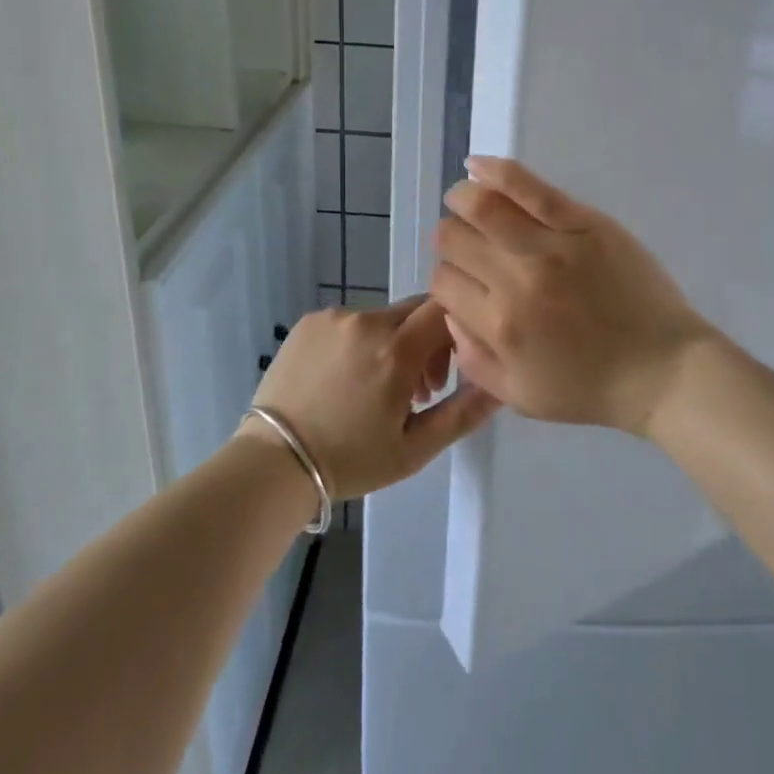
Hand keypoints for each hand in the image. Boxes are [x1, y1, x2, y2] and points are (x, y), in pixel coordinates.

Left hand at [244, 298, 499, 499]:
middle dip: (428, 341)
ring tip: (377, 390)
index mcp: (396, 350)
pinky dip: (361, 342)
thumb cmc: (350, 461)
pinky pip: (352, 321)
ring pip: (385, 317)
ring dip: (394, 344)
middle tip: (419, 389)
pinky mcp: (311, 321)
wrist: (271, 463)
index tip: (450, 370)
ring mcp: (335, 317)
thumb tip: (502, 385)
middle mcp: (367, 321)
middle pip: (417, 311)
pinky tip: (345, 381)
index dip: (458, 332)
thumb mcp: (415, 449)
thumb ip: (463, 413)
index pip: (446, 309)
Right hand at [431, 157, 716, 437]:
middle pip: (454, 240)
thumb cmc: (592, 388)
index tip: (464, 280)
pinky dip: (495, 171)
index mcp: (499, 326)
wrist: (663, 369)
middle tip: (468, 244)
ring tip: (464, 199)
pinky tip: (477, 165)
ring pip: (482, 205)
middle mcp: (516, 281)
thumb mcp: (520, 396)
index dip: (446, 278)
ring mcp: (552, 246)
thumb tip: (448, 312)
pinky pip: (530, 187)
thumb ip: (474, 359)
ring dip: (462, 198)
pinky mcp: (584, 223)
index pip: (443, 282)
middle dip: (451, 239)